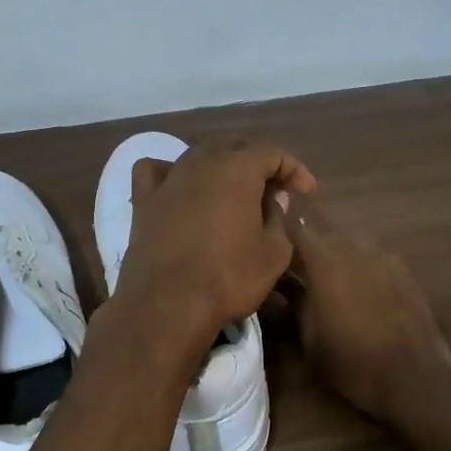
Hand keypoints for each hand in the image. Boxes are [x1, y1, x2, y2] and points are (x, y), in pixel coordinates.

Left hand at [111, 136, 317, 355]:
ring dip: (221, 166)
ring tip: (233, 191)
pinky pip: (156, 171)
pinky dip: (172, 172)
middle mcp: (201, 162)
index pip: (272, 152)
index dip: (293, 168)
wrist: (167, 304)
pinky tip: (180, 186)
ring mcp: (169, 179)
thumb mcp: (274, 254)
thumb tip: (274, 201)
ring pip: (198, 155)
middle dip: (258, 162)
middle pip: (234, 146)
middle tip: (274, 190)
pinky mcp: (143, 201)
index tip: (306, 192)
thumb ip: (279, 219)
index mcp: (237, 169)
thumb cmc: (229, 278)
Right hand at [286, 197, 450, 420]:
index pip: (295, 223)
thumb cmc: (352, 362)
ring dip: (335, 252)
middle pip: (323, 228)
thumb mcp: (309, 338)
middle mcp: (354, 246)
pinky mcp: (405, 270)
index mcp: (325, 259)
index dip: (279, 223)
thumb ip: (293, 300)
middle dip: (306, 240)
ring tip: (326, 276)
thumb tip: (280, 281)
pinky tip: (358, 289)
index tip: (267, 231)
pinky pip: (373, 256)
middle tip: (293, 260)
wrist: (414, 377)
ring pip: (350, 241)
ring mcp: (384, 255)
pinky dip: (360, 265)